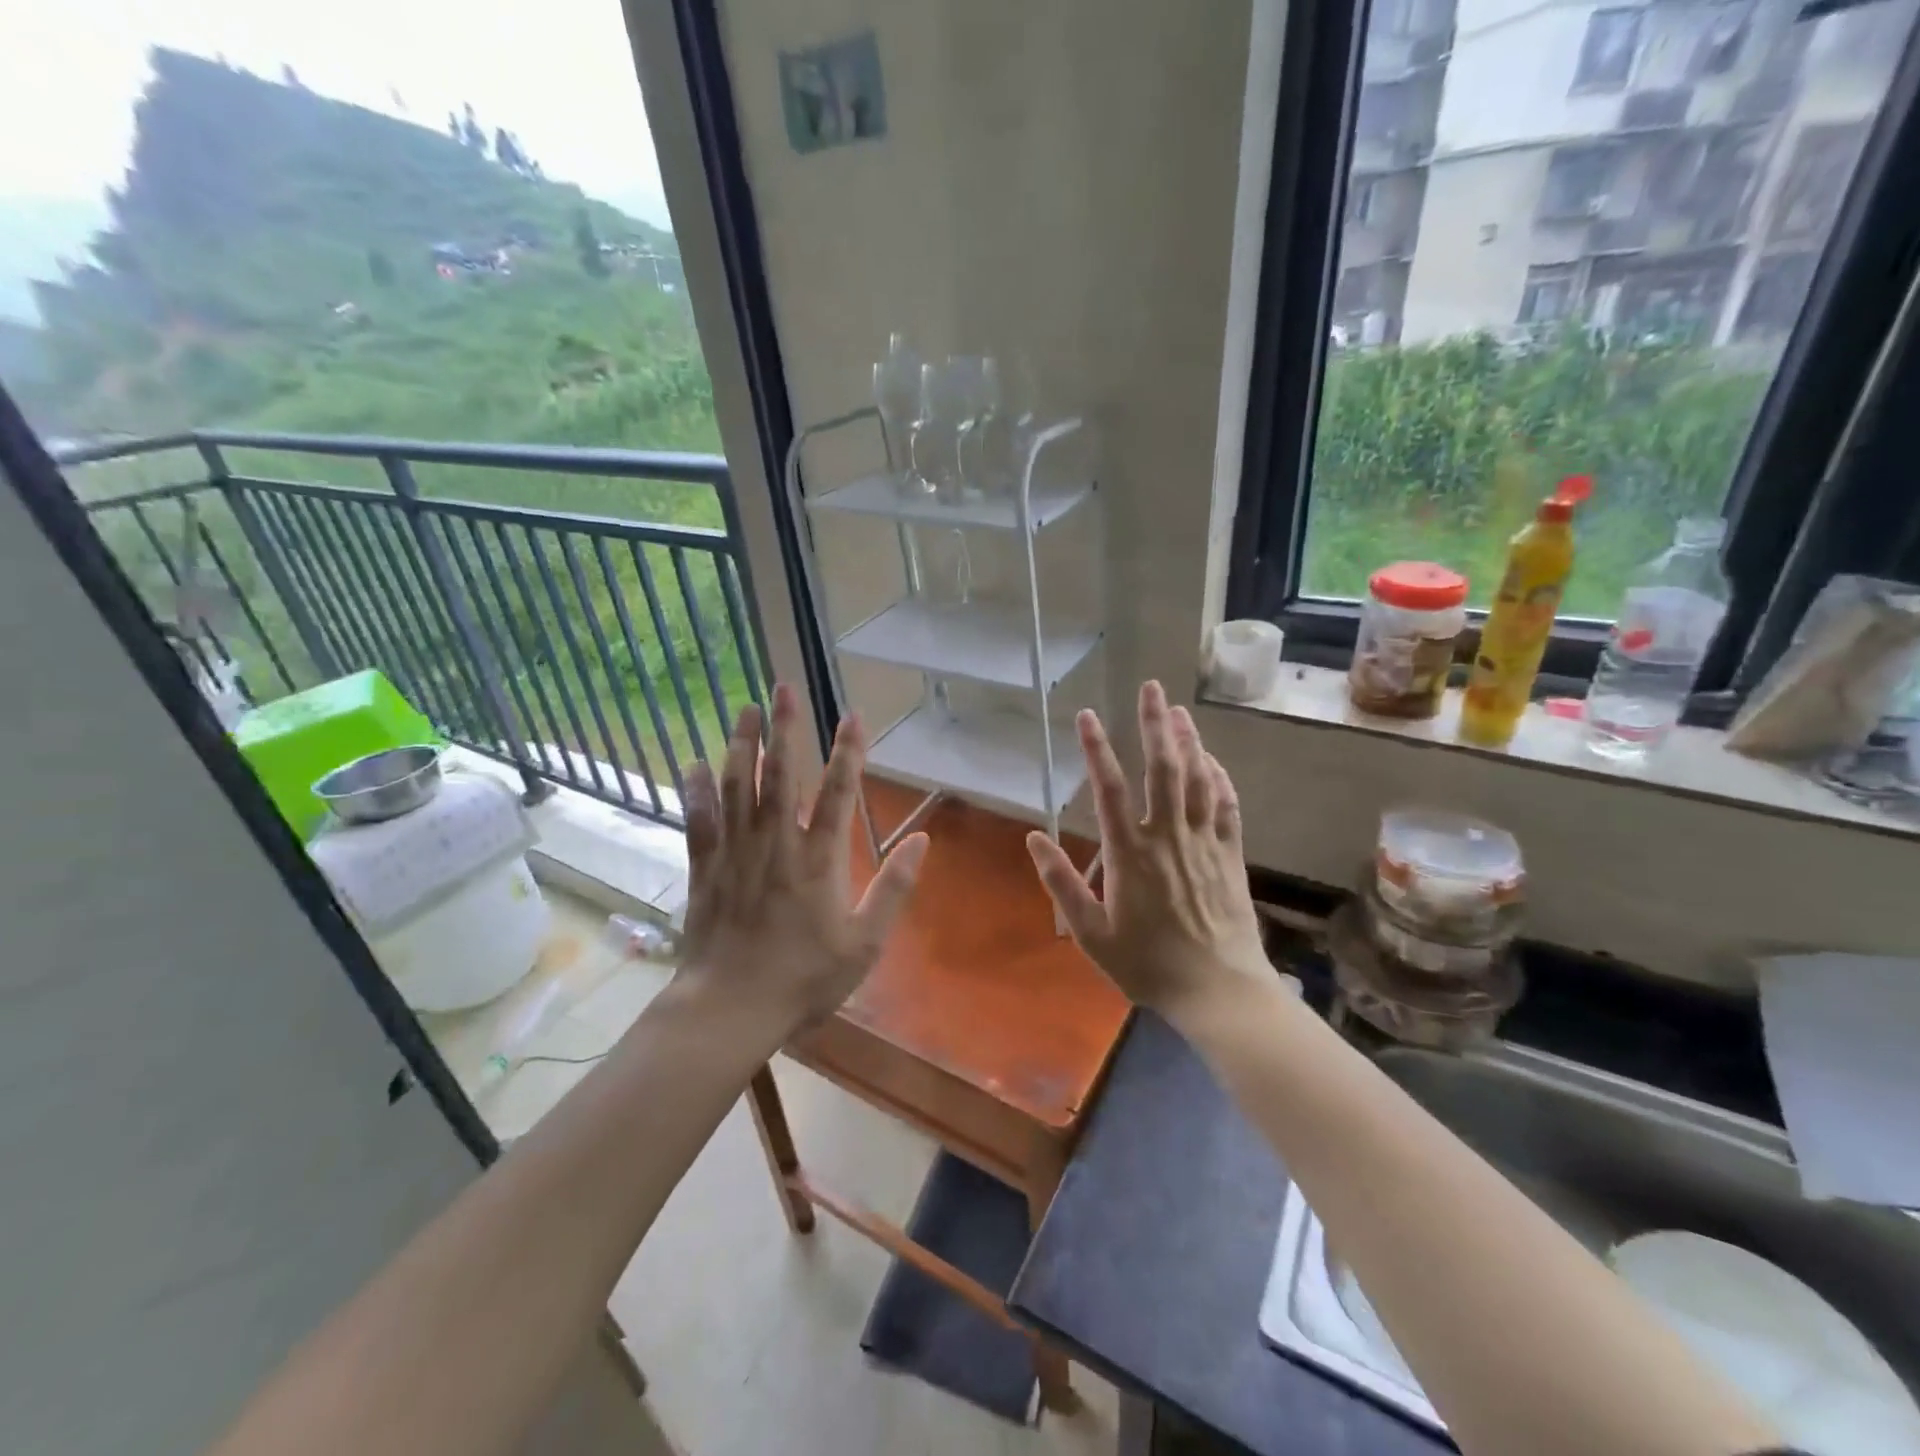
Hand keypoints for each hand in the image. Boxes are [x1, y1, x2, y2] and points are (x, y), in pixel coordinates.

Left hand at [678, 683, 928, 1032]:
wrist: (730, 1009)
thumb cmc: (804, 979)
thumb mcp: (865, 943)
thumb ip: (894, 889)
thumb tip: (921, 841)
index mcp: (818, 860)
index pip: (837, 793)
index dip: (847, 752)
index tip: (852, 715)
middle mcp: (776, 844)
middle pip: (780, 775)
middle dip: (785, 729)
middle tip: (783, 688)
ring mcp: (735, 853)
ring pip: (737, 787)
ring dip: (742, 745)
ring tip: (745, 709)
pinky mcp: (705, 869)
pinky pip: (699, 821)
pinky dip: (696, 790)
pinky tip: (694, 763)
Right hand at [1028, 681, 1270, 1025]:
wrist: (1217, 990)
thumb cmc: (1147, 964)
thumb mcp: (1091, 933)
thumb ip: (1061, 883)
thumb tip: (1033, 839)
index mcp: (1129, 853)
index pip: (1108, 789)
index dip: (1096, 749)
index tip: (1087, 715)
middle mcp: (1167, 836)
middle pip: (1162, 769)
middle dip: (1155, 725)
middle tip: (1152, 688)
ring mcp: (1203, 842)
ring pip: (1198, 779)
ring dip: (1188, 741)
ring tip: (1179, 711)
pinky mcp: (1229, 854)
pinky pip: (1226, 806)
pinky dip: (1219, 777)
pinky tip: (1212, 760)